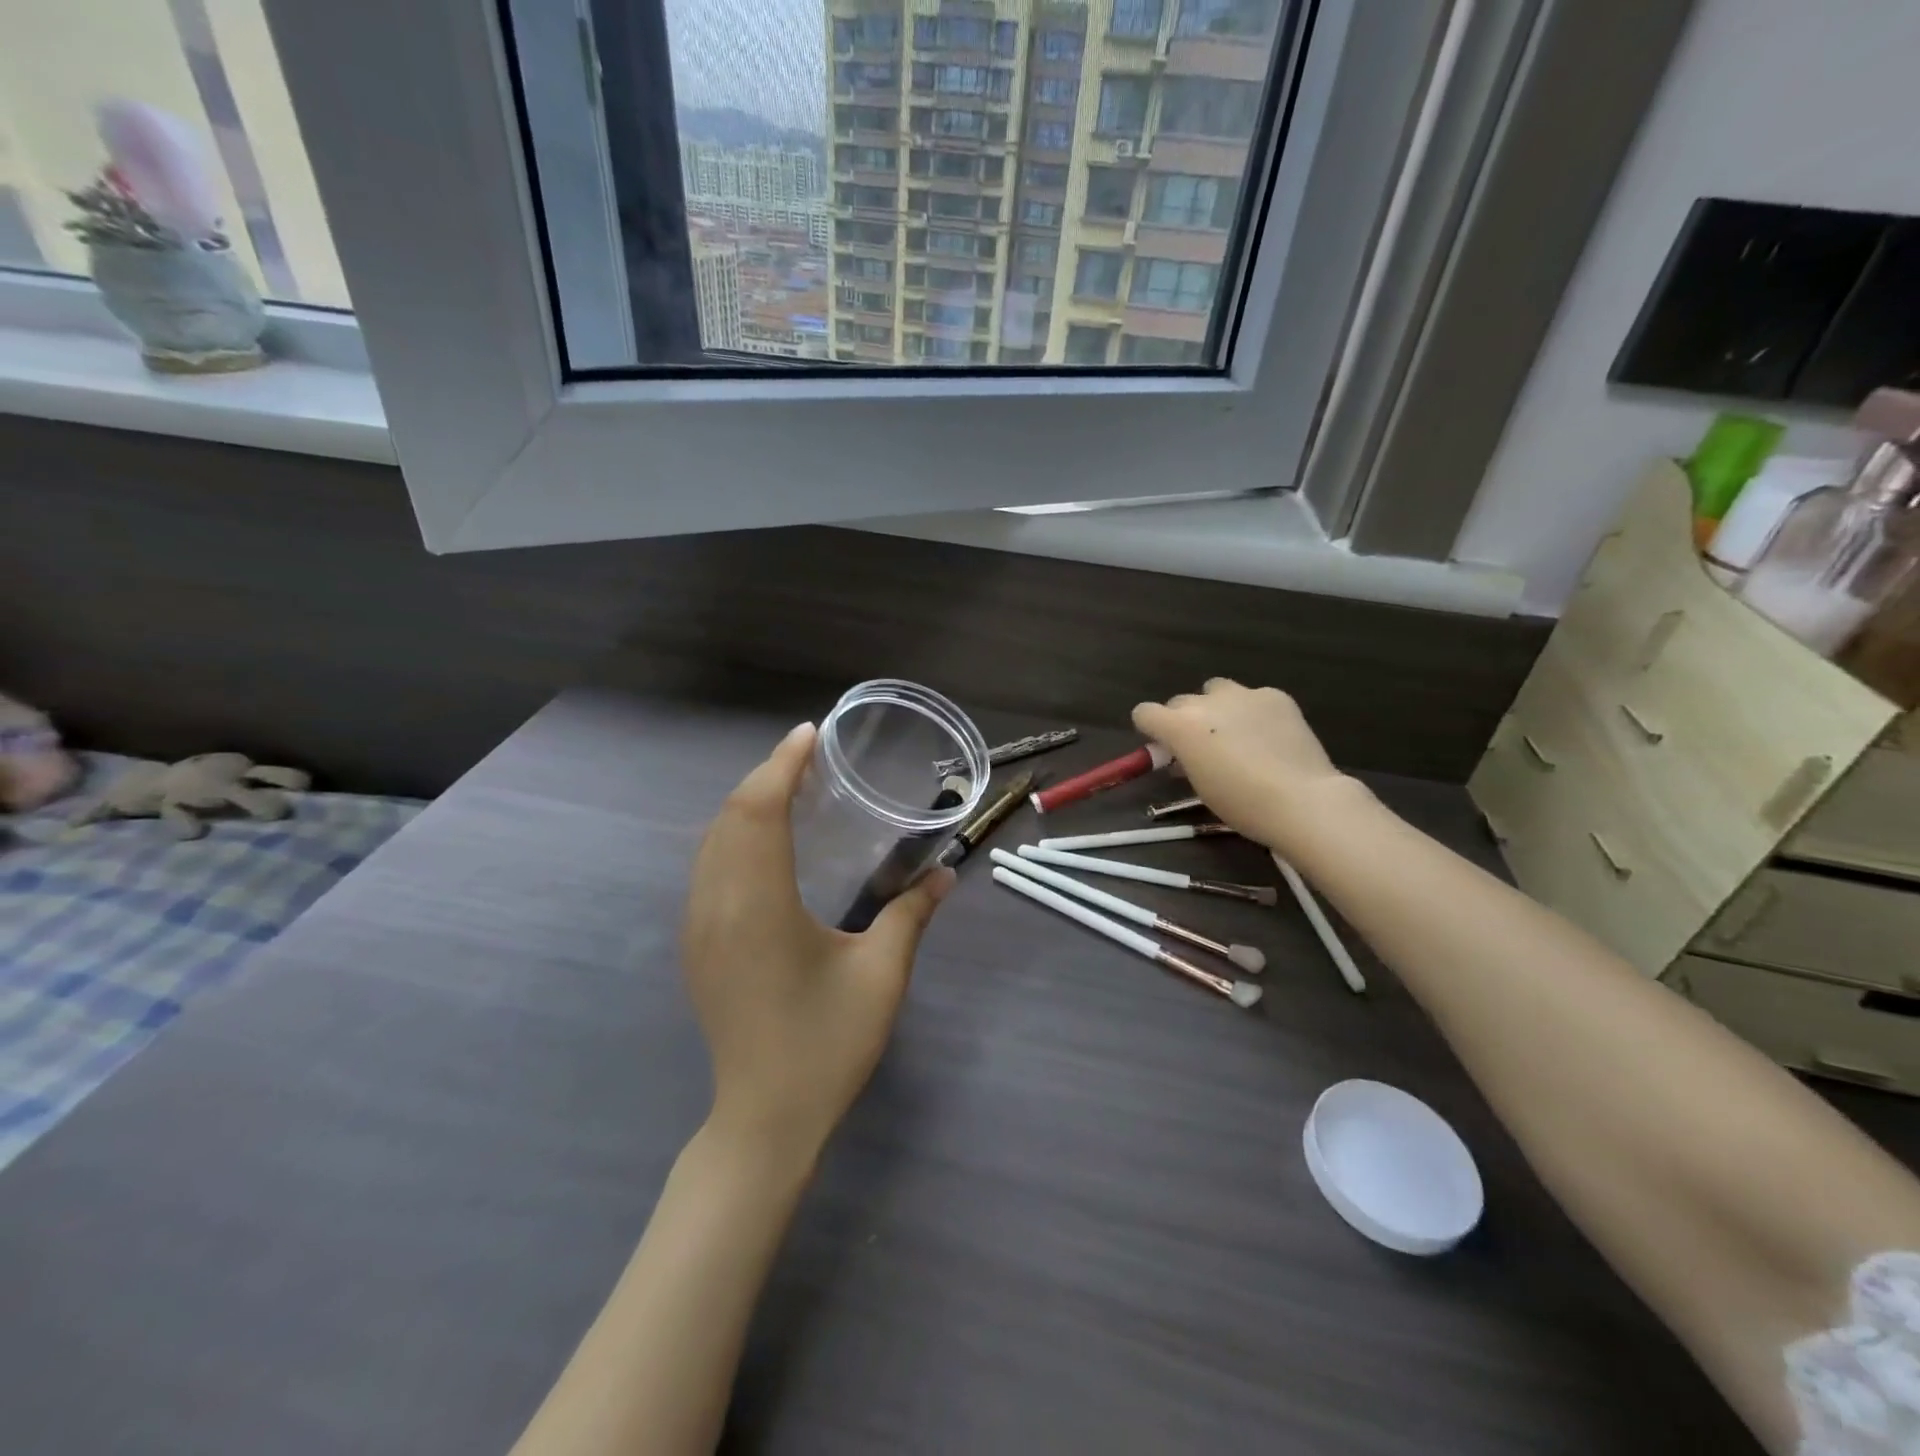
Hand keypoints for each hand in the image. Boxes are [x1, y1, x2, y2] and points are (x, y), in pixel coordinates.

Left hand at [682, 722, 953, 1166]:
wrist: (763, 1120)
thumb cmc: (826, 1046)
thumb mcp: (881, 976)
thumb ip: (912, 914)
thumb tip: (946, 874)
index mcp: (758, 905)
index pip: (759, 811)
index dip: (782, 765)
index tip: (810, 735)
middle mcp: (717, 904)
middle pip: (730, 816)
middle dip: (766, 775)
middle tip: (810, 755)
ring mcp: (699, 926)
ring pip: (713, 840)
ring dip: (748, 803)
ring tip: (792, 786)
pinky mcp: (698, 944)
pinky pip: (709, 866)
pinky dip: (736, 834)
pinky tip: (768, 841)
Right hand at [1133, 679, 1369, 857]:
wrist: (1301, 800)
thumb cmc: (1241, 804)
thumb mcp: (1199, 785)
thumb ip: (1184, 760)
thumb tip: (1182, 753)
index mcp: (1180, 727)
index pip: (1144, 712)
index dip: (1150, 729)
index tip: (1163, 748)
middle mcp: (1206, 702)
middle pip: (1180, 702)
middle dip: (1184, 720)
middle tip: (1203, 747)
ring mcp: (1243, 694)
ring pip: (1216, 690)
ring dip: (1217, 707)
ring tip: (1237, 734)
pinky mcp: (1275, 696)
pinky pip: (1253, 697)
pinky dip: (1254, 711)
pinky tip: (1270, 736)